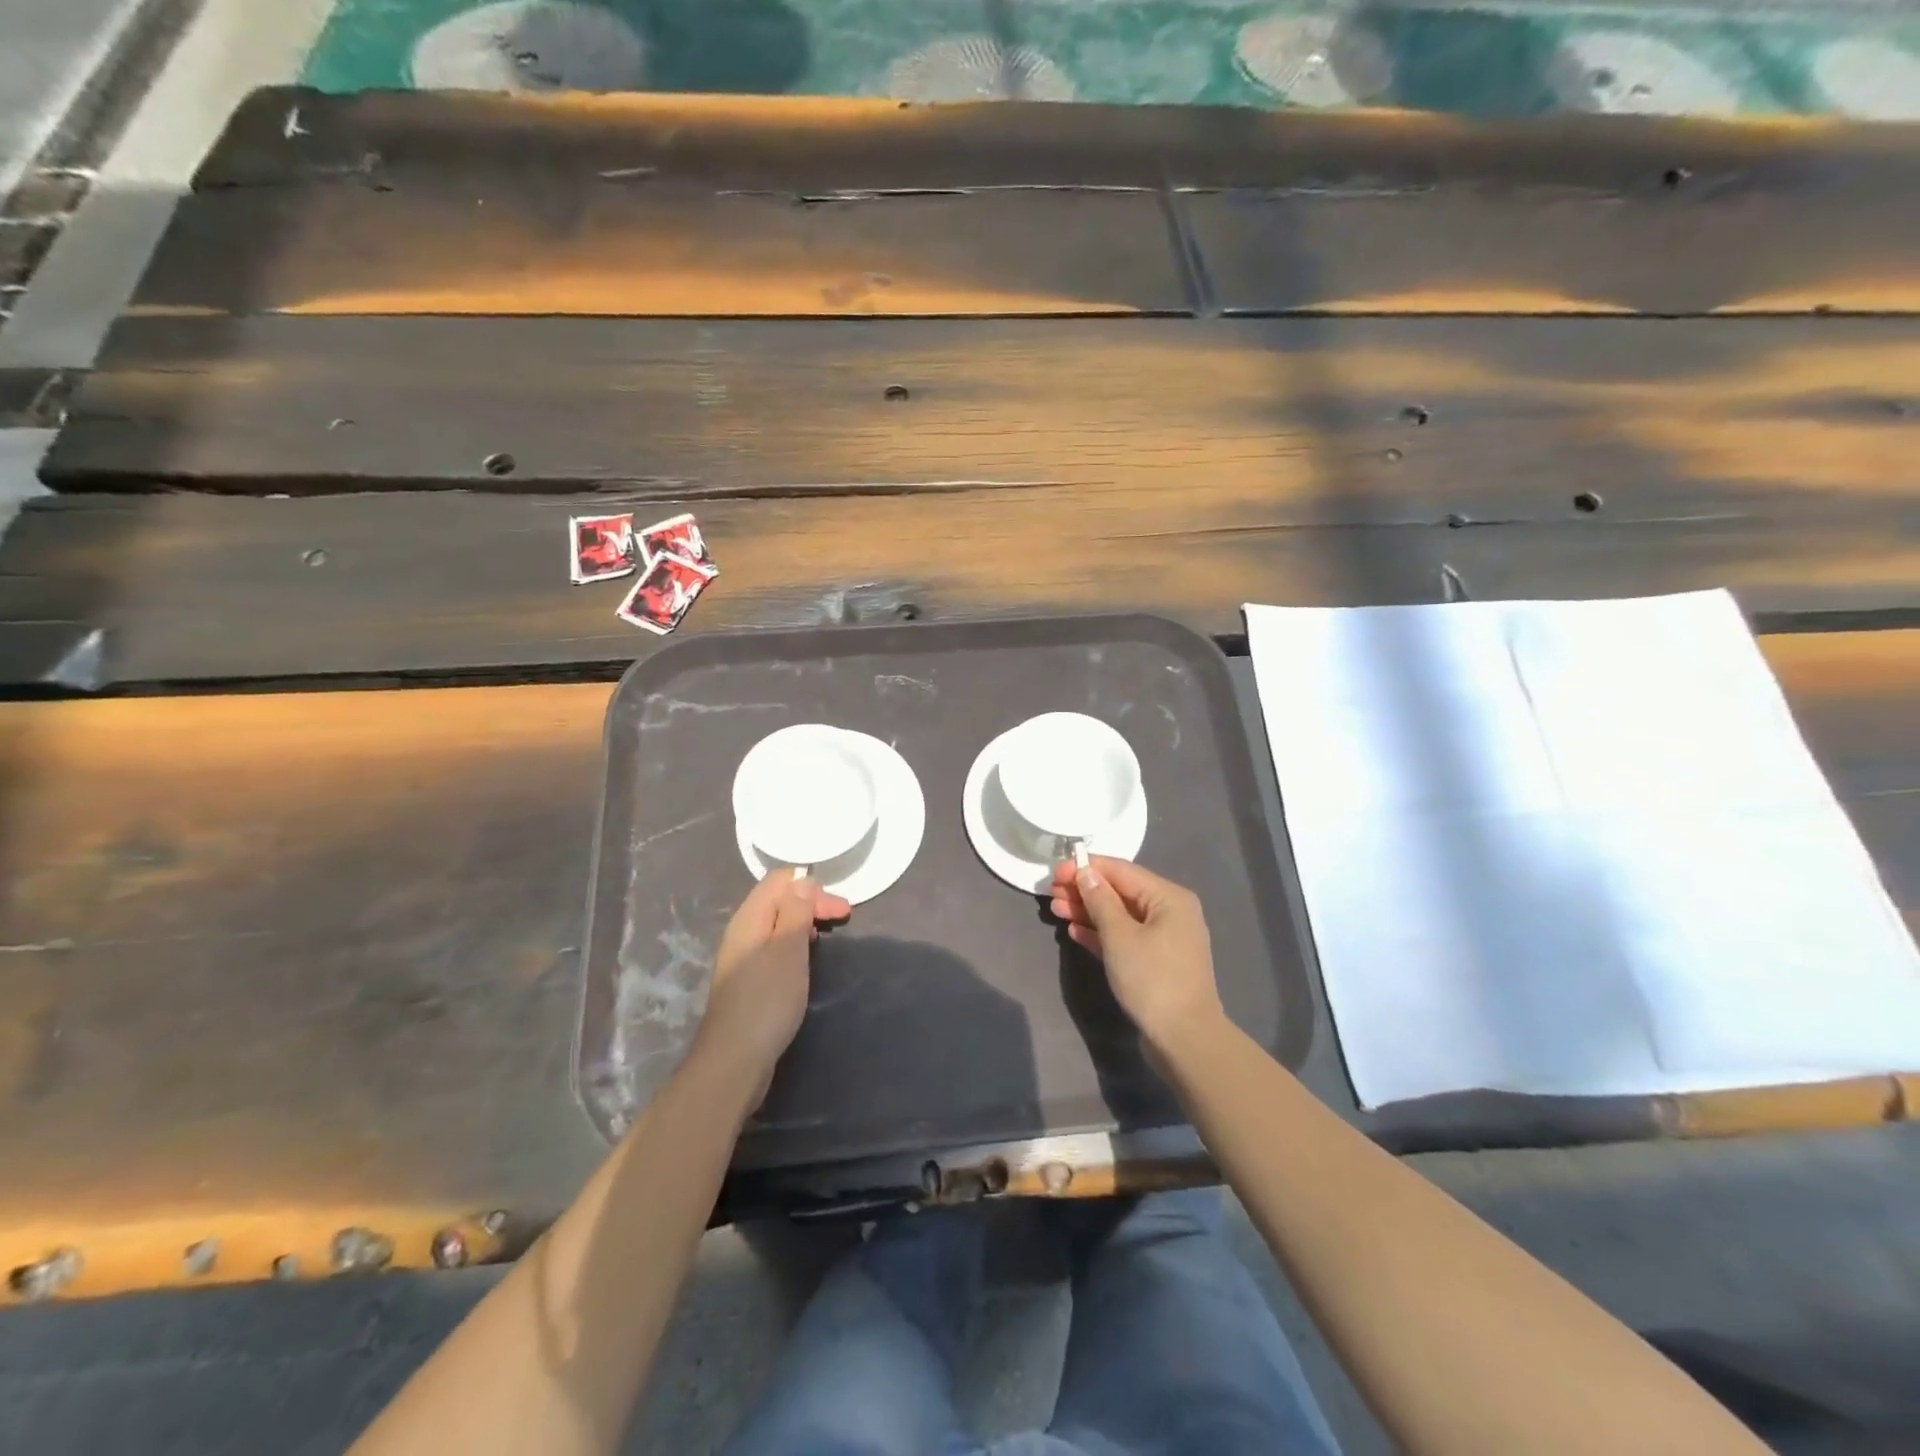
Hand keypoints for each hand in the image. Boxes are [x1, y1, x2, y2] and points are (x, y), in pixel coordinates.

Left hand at [699, 870, 850, 1106]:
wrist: (734, 1060)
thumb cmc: (766, 1000)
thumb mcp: (788, 950)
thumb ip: (796, 911)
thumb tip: (802, 880)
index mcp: (749, 918)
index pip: (779, 880)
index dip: (812, 886)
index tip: (839, 907)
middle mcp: (742, 932)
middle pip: (778, 900)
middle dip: (812, 902)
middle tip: (843, 918)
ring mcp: (742, 957)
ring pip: (777, 924)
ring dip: (804, 923)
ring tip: (826, 935)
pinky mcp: (747, 981)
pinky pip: (774, 947)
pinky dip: (794, 944)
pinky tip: (805, 960)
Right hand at [1050, 857, 1224, 1052]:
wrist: (1184, 1039)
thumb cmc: (1152, 979)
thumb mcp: (1119, 936)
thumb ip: (1100, 900)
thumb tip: (1086, 872)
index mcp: (1168, 897)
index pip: (1121, 870)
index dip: (1087, 868)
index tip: (1056, 871)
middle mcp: (1170, 911)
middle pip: (1120, 892)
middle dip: (1085, 891)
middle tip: (1051, 893)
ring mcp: (1164, 938)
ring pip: (1120, 915)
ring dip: (1088, 911)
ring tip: (1056, 910)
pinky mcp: (1156, 961)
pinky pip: (1125, 937)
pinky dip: (1101, 933)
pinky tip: (1075, 931)